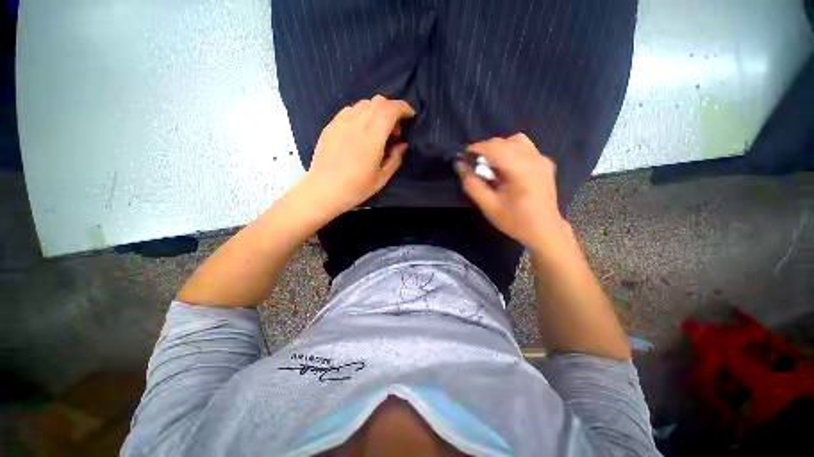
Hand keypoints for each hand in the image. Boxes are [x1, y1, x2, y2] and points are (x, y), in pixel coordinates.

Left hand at [301, 95, 414, 217]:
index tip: (410, 116)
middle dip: (392, 109)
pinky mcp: (330, 126)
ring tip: (378, 130)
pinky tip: (361, 130)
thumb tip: (403, 144)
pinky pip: (349, 110)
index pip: (390, 110)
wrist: (324, 190)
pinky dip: (361, 114)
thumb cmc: (356, 188)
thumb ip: (395, 159)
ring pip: (363, 104)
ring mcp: (341, 123)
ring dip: (377, 111)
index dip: (403, 108)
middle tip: (394, 130)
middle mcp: (356, 124)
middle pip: (378, 102)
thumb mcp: (381, 178)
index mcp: (372, 138)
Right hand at [456, 133, 565, 248]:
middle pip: (505, 141)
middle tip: (478, 167)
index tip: (465, 156)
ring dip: (500, 148)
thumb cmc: (514, 220)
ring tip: (493, 166)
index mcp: (520, 170)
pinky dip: (512, 152)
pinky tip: (509, 170)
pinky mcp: (546, 163)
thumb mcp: (488, 206)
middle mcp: (533, 159)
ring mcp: (542, 160)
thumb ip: (472, 184)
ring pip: (517, 140)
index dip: (476, 148)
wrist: (544, 230)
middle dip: (486, 150)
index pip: (495, 147)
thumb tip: (459, 165)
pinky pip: (526, 148)